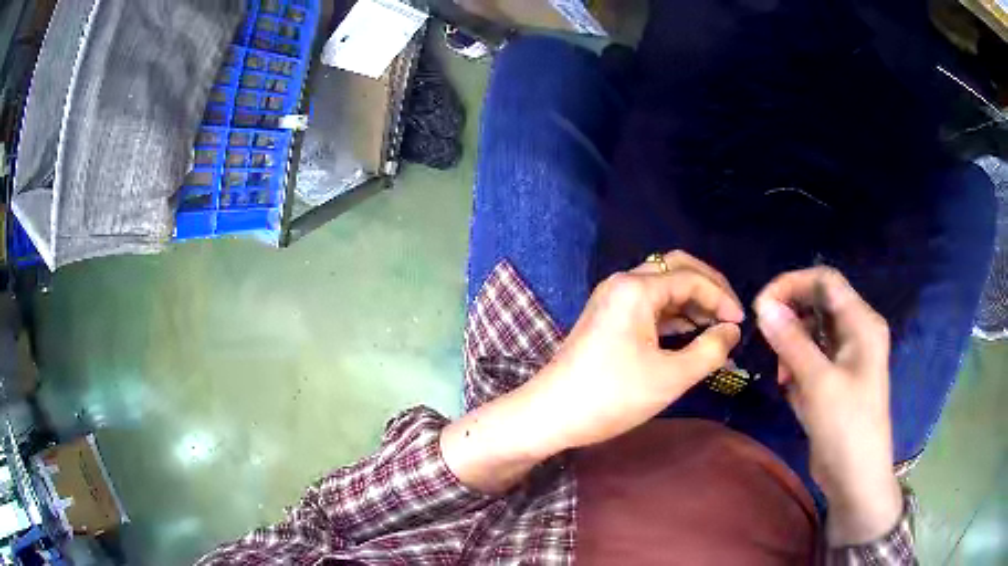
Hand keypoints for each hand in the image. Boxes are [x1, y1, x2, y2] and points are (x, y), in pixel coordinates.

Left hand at [441, 251, 742, 493]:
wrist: (551, 414)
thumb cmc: (612, 396)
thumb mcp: (671, 377)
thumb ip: (710, 350)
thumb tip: (731, 331)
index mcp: (637, 288)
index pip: (692, 279)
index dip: (722, 298)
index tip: (741, 325)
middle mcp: (623, 283)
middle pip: (676, 269)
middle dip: (708, 288)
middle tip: (731, 314)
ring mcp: (612, 298)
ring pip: (662, 286)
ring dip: (692, 302)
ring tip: (717, 327)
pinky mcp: (608, 317)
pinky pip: (649, 304)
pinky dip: (673, 314)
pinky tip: (690, 332)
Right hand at [755, 267, 901, 544]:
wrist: (856, 477)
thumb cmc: (846, 426)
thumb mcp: (818, 382)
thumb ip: (791, 341)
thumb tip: (763, 305)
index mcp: (862, 323)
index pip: (825, 282)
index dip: (792, 284)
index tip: (761, 305)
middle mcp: (856, 332)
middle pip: (818, 304)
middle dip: (790, 318)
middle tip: (767, 341)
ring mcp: (847, 356)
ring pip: (812, 331)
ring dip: (791, 346)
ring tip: (782, 375)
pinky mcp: (837, 378)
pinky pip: (812, 357)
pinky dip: (797, 367)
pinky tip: (791, 389)